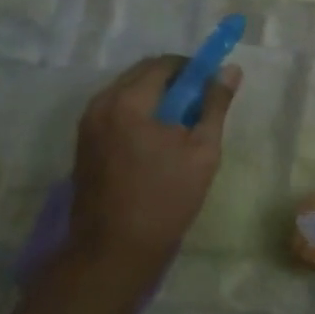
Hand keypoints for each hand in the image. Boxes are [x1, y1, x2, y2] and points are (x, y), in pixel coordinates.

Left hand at [66, 55, 239, 284]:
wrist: (114, 249)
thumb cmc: (165, 199)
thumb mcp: (202, 151)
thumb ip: (215, 106)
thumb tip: (231, 70)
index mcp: (129, 101)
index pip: (164, 64)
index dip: (192, 69)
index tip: (211, 88)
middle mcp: (101, 104)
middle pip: (141, 74)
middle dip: (173, 82)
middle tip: (198, 108)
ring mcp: (87, 124)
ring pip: (126, 93)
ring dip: (154, 98)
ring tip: (178, 128)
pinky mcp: (83, 143)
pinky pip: (114, 112)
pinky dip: (137, 115)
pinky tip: (155, 143)